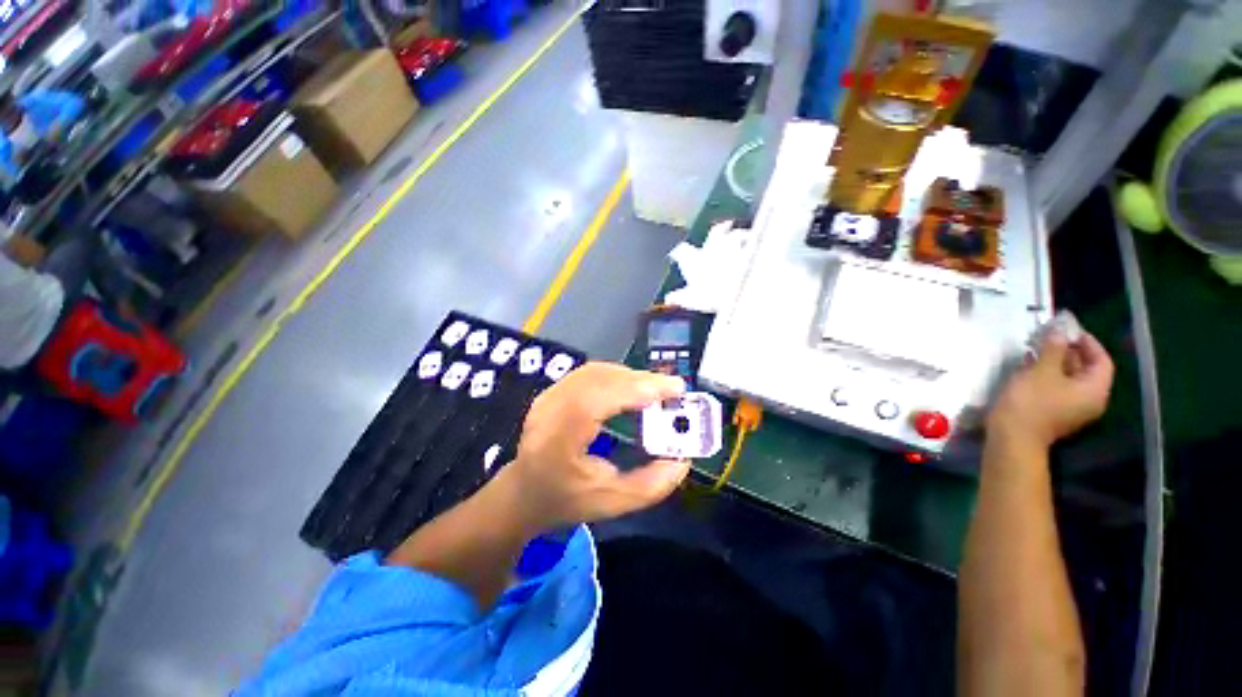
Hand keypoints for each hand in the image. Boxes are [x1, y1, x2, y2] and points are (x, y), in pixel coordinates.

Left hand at [498, 362, 688, 533]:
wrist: (524, 492)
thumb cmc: (566, 499)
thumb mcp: (612, 502)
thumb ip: (651, 485)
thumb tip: (682, 459)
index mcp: (558, 439)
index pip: (595, 401)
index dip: (634, 389)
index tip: (672, 390)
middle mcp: (550, 409)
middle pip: (599, 379)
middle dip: (641, 380)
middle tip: (673, 389)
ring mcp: (549, 395)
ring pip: (596, 371)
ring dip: (630, 375)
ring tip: (657, 389)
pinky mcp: (555, 389)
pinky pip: (591, 373)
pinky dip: (617, 375)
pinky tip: (633, 386)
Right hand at [987, 329, 1114, 449]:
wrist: (1012, 436)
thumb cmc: (1031, 402)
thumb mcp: (1042, 371)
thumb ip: (1053, 349)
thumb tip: (1059, 331)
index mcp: (1094, 389)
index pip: (1101, 360)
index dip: (1088, 342)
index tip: (1069, 329)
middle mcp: (1090, 400)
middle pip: (1087, 370)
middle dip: (1070, 351)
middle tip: (1050, 337)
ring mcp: (1072, 409)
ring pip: (1070, 379)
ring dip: (1056, 362)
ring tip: (1037, 349)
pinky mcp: (1055, 412)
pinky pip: (1058, 388)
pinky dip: (1048, 375)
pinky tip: (1030, 367)